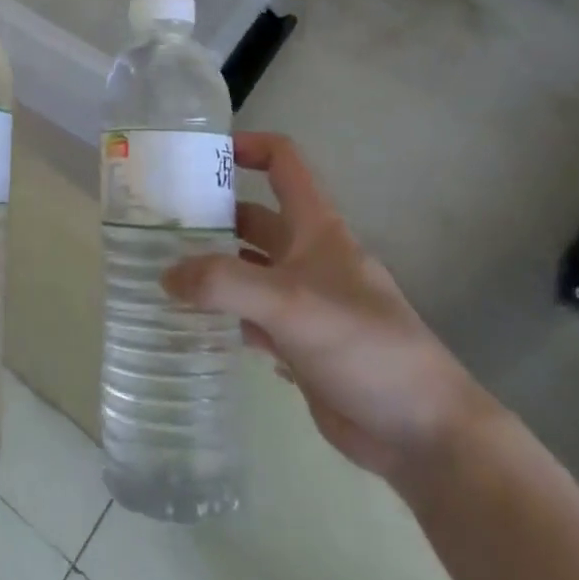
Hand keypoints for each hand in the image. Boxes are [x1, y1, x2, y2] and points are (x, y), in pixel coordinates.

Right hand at [163, 132, 492, 487]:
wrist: (422, 432)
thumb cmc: (364, 347)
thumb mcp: (290, 304)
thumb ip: (224, 284)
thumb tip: (166, 275)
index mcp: (316, 229)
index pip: (284, 163)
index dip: (247, 147)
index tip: (200, 156)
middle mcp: (308, 257)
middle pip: (254, 219)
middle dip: (211, 215)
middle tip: (157, 223)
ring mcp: (303, 302)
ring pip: (248, 269)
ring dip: (211, 268)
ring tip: (161, 270)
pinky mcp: (298, 343)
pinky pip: (250, 316)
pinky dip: (222, 314)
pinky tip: (191, 321)